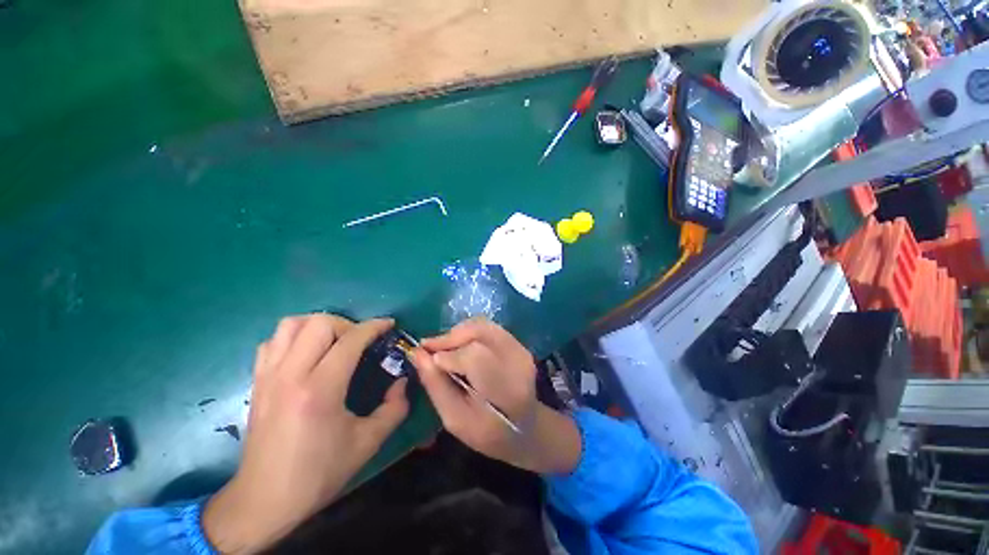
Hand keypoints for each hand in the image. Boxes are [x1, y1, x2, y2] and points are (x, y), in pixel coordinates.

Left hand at [203, 314, 408, 553]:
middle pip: (319, 323)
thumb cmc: (318, 473)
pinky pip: (273, 342)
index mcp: (319, 390)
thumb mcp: (368, 443)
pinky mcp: (257, 382)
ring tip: (334, 341)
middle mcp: (290, 375)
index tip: (389, 325)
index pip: (350, 340)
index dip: (374, 326)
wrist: (264, 500)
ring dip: (318, 325)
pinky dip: (293, 338)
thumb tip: (403, 382)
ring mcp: (269, 376)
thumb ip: (395, 408)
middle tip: (360, 340)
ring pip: (291, 325)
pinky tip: (307, 354)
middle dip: (347, 324)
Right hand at [411, 318, 581, 474]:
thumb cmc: (488, 433)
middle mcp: (518, 362)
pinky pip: (488, 327)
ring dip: (457, 333)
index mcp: (506, 390)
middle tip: (429, 348)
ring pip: (482, 326)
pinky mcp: (518, 343)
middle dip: (450, 338)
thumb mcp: (456, 420)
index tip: (428, 358)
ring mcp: (521, 349)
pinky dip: (468, 332)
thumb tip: (418, 354)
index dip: (449, 354)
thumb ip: (437, 385)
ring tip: (442, 347)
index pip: (475, 356)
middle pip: (479, 333)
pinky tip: (458, 345)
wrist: (526, 427)